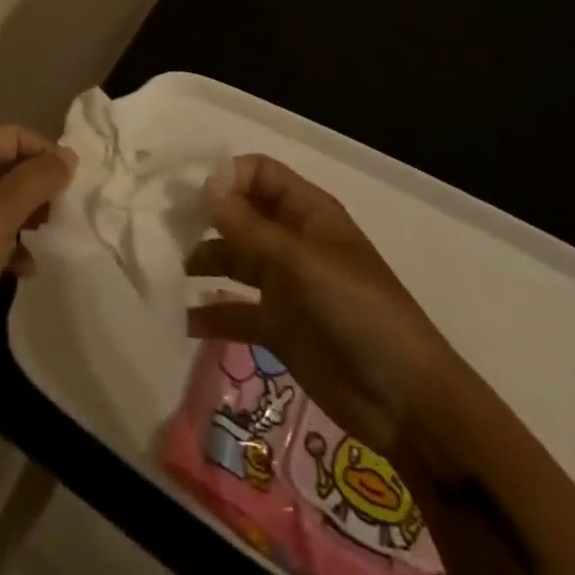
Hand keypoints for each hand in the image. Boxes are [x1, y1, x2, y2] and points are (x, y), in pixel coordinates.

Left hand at [0, 126, 74, 410]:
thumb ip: (36, 179)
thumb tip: (68, 156)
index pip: (13, 135)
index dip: (45, 151)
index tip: (74, 184)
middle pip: (9, 168)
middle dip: (40, 186)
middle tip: (64, 214)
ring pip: (3, 206)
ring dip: (30, 219)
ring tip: (50, 241)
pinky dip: (13, 250)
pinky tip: (25, 271)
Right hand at [185, 154, 459, 448]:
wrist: (406, 402)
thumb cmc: (357, 311)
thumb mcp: (300, 262)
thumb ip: (249, 227)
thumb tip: (206, 187)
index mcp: (307, 213)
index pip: (259, 173)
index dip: (228, 176)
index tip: (193, 195)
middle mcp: (292, 240)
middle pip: (242, 213)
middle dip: (207, 216)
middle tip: (168, 228)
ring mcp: (285, 285)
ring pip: (234, 258)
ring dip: (205, 259)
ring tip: (173, 268)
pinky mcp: (279, 328)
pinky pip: (236, 311)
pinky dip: (211, 314)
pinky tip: (184, 319)